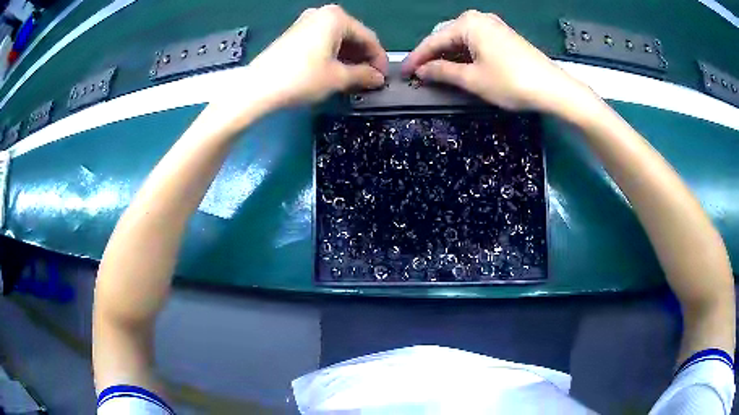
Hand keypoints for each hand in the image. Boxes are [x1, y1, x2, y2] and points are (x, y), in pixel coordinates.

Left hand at [246, 5, 387, 108]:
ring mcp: (305, 22)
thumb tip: (378, 78)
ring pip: (337, 39)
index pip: (368, 38)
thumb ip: (363, 75)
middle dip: (362, 58)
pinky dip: (332, 56)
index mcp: (337, 18)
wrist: (258, 87)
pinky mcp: (294, 34)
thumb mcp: (338, 77)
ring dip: (348, 58)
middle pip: (352, 36)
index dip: (379, 59)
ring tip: (353, 79)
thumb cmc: (302, 78)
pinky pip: (322, 42)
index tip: (383, 78)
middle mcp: (322, 14)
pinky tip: (334, 71)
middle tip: (368, 80)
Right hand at [402, 11, 593, 112]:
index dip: (417, 59)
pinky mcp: (503, 37)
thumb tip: (422, 71)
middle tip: (421, 76)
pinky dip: (465, 56)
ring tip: (438, 75)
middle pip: (447, 36)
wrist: (553, 88)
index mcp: (468, 23)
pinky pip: (475, 43)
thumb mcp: (473, 79)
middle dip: (433, 56)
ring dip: (449, 57)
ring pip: (461, 40)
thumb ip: (443, 72)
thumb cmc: (511, 82)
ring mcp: (493, 26)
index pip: (434, 40)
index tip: (404, 74)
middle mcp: (479, 18)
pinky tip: (460, 68)